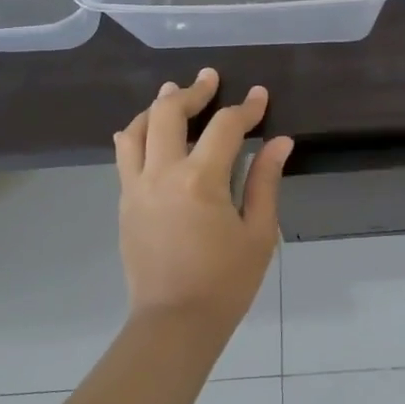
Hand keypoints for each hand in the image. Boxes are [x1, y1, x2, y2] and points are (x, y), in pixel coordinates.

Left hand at [113, 68, 292, 332]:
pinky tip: (150, 131)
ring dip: (157, 107)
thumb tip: (280, 142)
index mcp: (199, 181)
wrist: (173, 324)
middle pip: (168, 113)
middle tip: (210, 79)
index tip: (260, 96)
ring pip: (136, 129)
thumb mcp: (258, 233)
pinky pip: (124, 156)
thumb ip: (265, 181)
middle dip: (192, 91)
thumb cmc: (225, 283)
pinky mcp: (125, 203)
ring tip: (174, 95)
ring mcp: (136, 188)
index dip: (246, 108)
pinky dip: (138, 134)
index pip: (224, 127)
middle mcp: (161, 174)